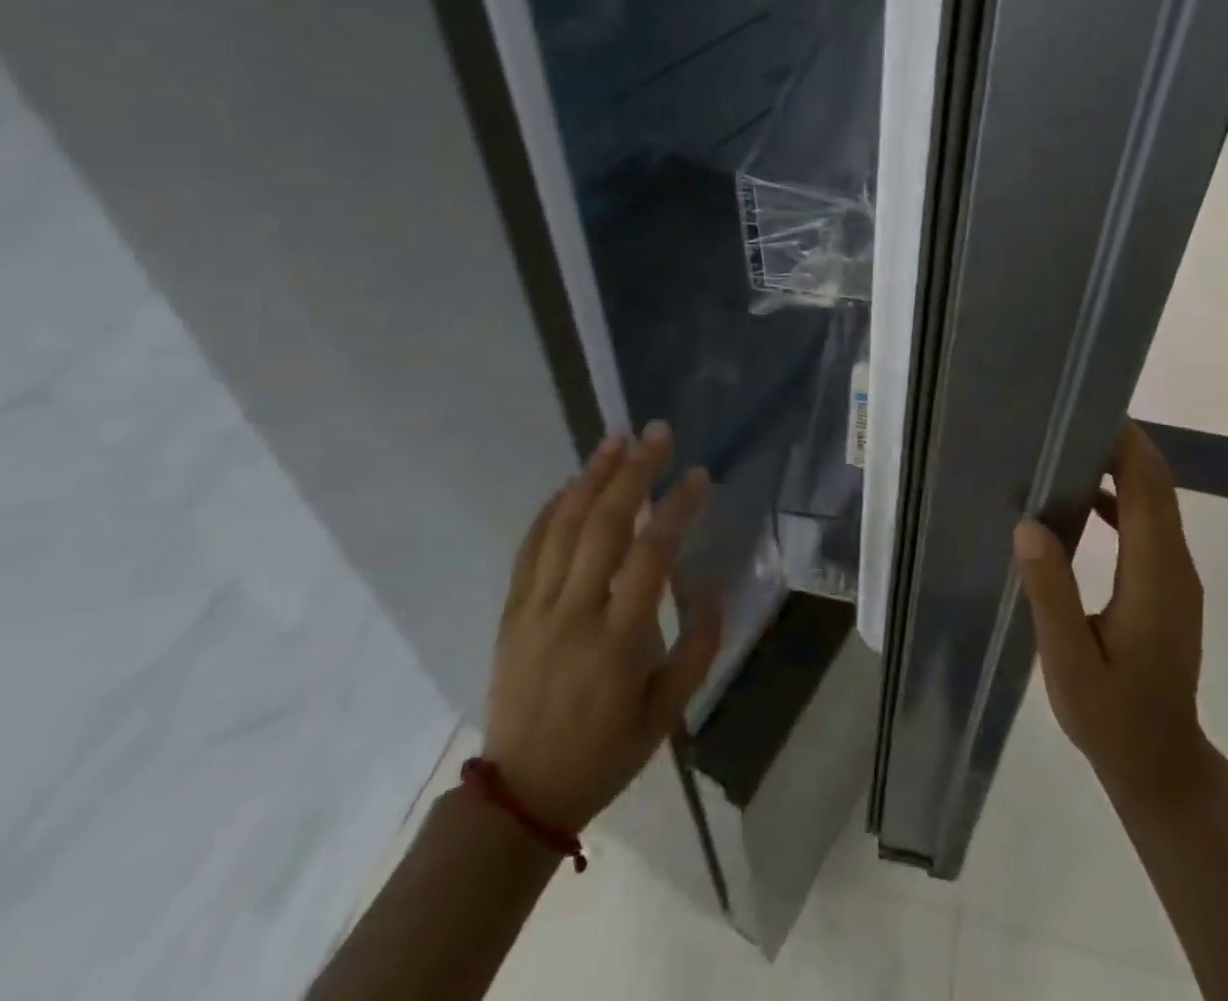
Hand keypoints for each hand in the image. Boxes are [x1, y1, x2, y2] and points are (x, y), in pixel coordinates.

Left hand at [484, 421, 721, 834]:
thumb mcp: (669, 712)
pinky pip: (529, 549)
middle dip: (634, 472)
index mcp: (619, 641)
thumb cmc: (607, 751)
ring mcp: (537, 609)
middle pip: (604, 525)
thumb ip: (700, 646)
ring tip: (617, 439)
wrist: (522, 795)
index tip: (698, 475)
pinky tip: (569, 484)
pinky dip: (550, 510)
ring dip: (592, 477)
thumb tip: (715, 583)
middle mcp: (575, 614)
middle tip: (657, 432)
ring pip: (563, 527)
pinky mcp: (512, 612)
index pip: (651, 556)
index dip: (676, 508)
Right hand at [1013, 422, 1207, 810]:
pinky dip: (1121, 498)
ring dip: (1120, 468)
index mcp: (1155, 576)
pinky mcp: (1168, 584)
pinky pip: (1149, 524)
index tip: (1085, 412)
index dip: (1125, 445)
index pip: (1149, 489)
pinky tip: (1081, 501)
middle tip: (1066, 420)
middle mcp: (1175, 565)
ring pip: (1156, 501)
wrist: (1162, 765)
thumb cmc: (1113, 717)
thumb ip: (1051, 592)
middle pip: (1158, 485)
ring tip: (1066, 449)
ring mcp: (1176, 575)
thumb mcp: (1070, 662)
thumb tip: (1029, 524)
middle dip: (1121, 444)